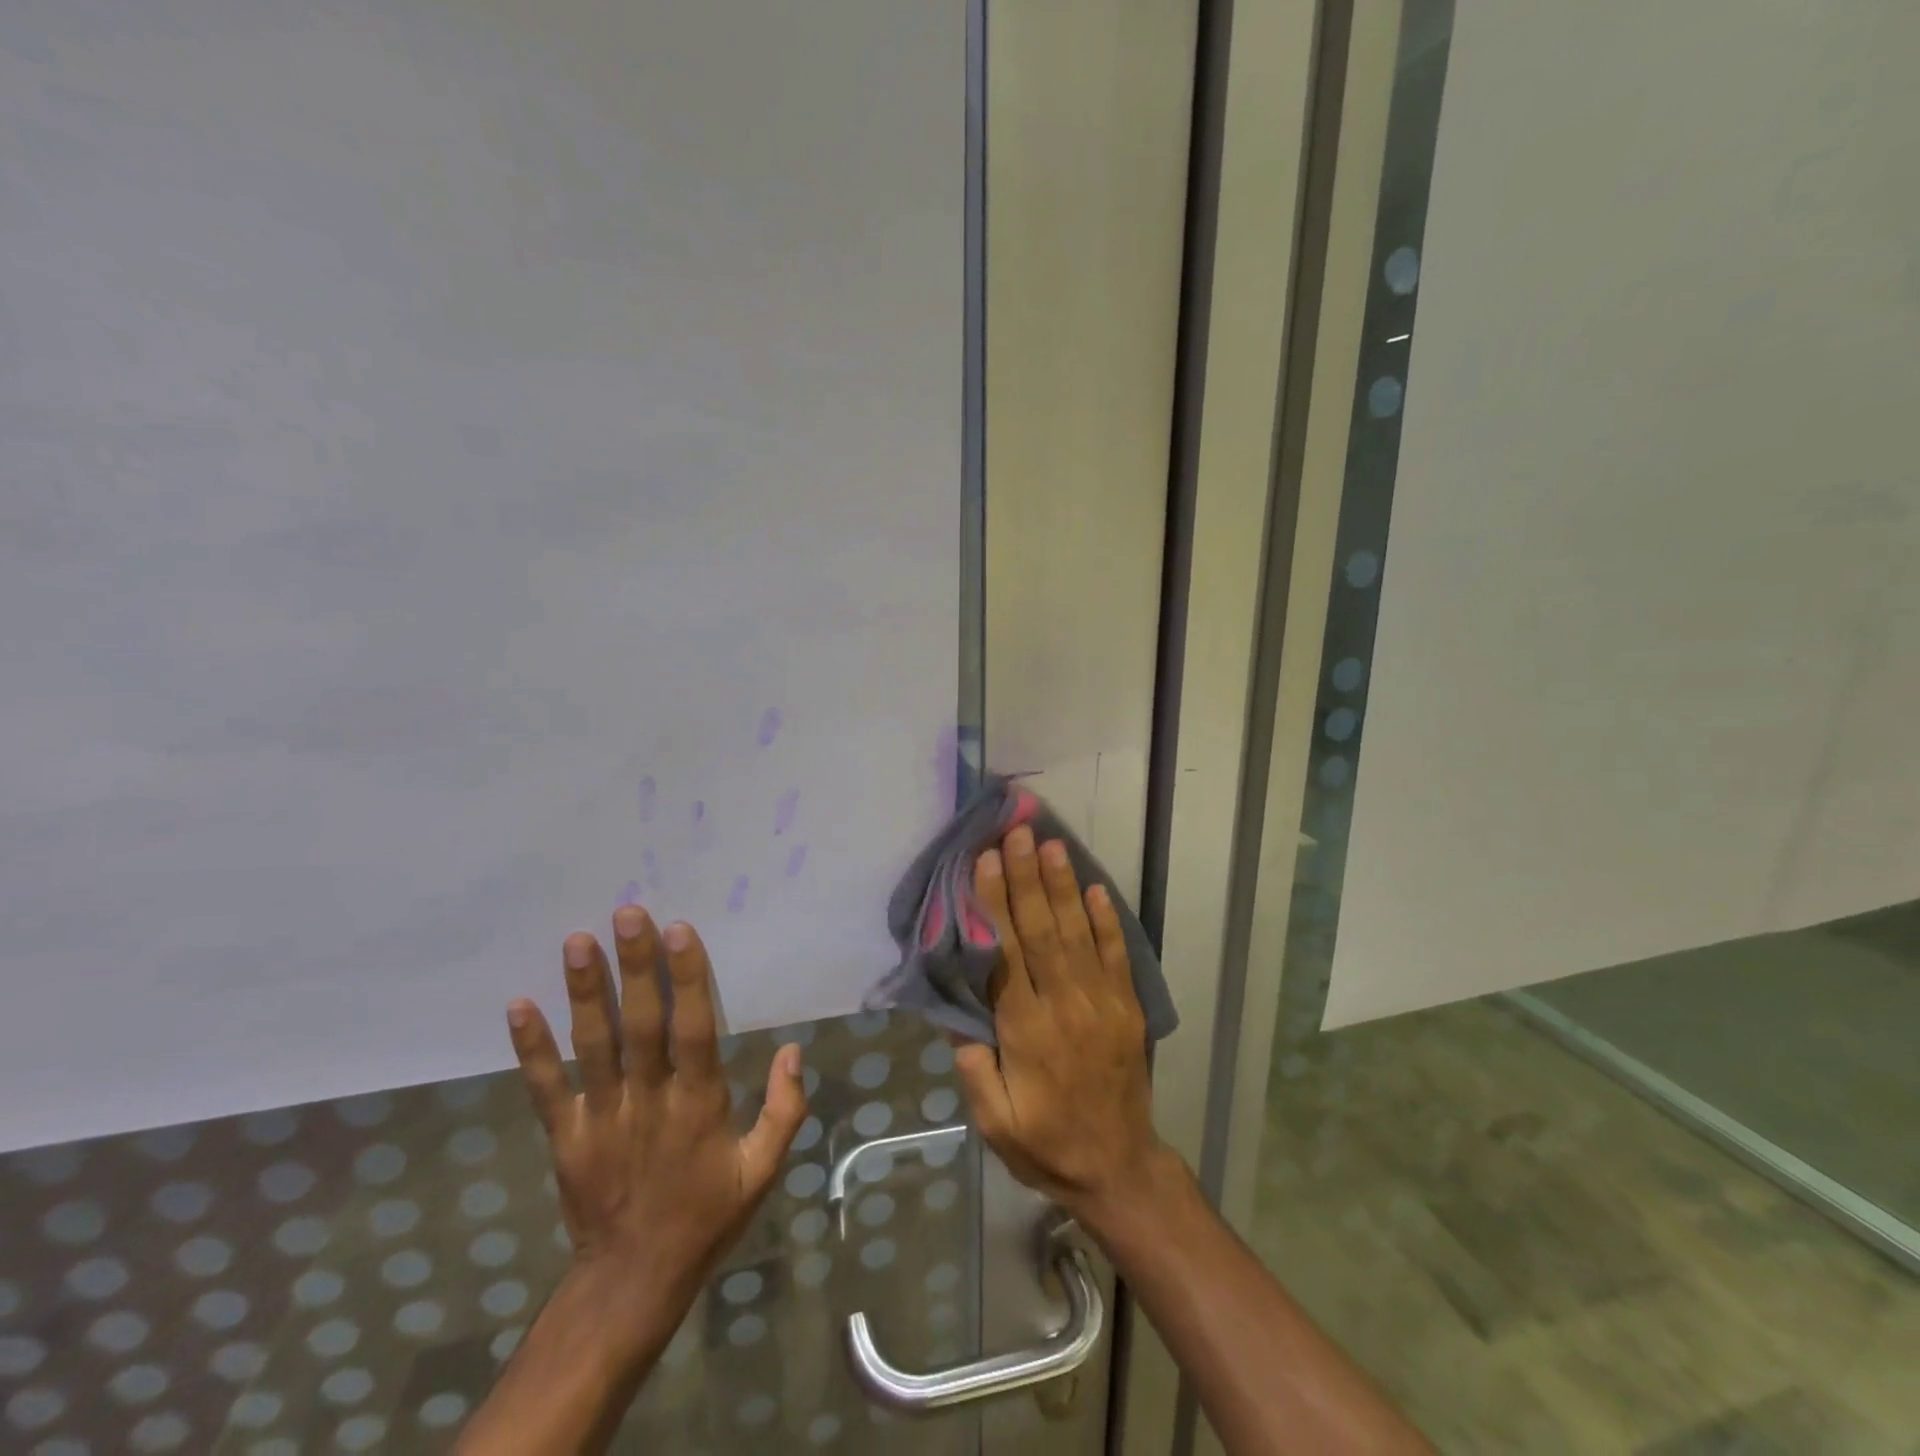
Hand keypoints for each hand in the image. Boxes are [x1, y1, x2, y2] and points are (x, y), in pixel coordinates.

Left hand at [506, 906, 807, 1353]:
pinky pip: (546, 1088)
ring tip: (578, 941)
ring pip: (593, 1046)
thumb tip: (793, 1050)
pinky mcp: (566, 1137)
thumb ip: (785, 1110)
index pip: (694, 1029)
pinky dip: (531, 1048)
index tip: (678, 930)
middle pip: (641, 1024)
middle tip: (627, 913)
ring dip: (585, 992)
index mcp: (699, 1104)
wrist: (633, 1281)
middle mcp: (649, 1100)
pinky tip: (519, 1005)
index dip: (687, 977)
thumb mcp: (763, 1171)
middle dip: (636, 967)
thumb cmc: (706, 1216)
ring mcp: (601, 1117)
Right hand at [952, 825, 1171, 1230]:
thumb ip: (974, 1068)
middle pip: (1042, 931)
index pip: (1006, 954)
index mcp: (1027, 1031)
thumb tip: (952, 1011)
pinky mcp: (1127, 1007)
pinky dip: (1106, 920)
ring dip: (1063, 886)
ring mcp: (1102, 1003)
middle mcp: (1065, 1006)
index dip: (994, 905)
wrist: (1119, 1168)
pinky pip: (1116, 954)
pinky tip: (1095, 888)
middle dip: (1027, 878)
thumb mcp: (995, 1122)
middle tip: (1017, 833)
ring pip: (1078, 933)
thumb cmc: (1047, 1144)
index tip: (986, 862)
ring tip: (1051, 845)